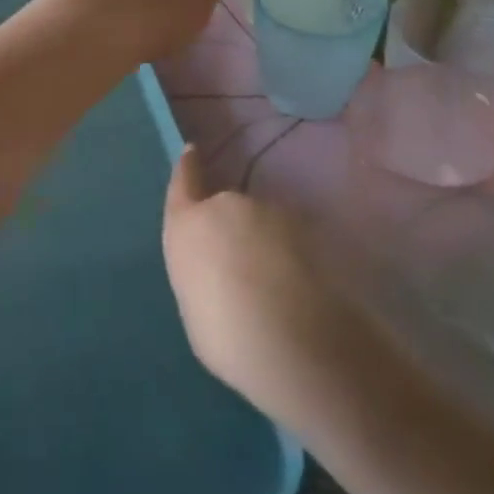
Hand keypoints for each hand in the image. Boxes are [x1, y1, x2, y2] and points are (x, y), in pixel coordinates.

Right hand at [162, 145, 370, 428]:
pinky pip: (292, 238)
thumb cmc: (228, 337)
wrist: (296, 341)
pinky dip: (293, 257)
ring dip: (265, 245)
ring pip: (263, 224)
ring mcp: (271, 212)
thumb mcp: (196, 308)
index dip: (188, 169)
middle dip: (232, 231)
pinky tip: (300, 290)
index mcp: (188, 226)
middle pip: (226, 209)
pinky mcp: (309, 227)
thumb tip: (218, 271)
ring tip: (275, 288)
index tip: (192, 152)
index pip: (184, 184)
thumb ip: (202, 274)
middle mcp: (226, 206)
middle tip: (242, 271)